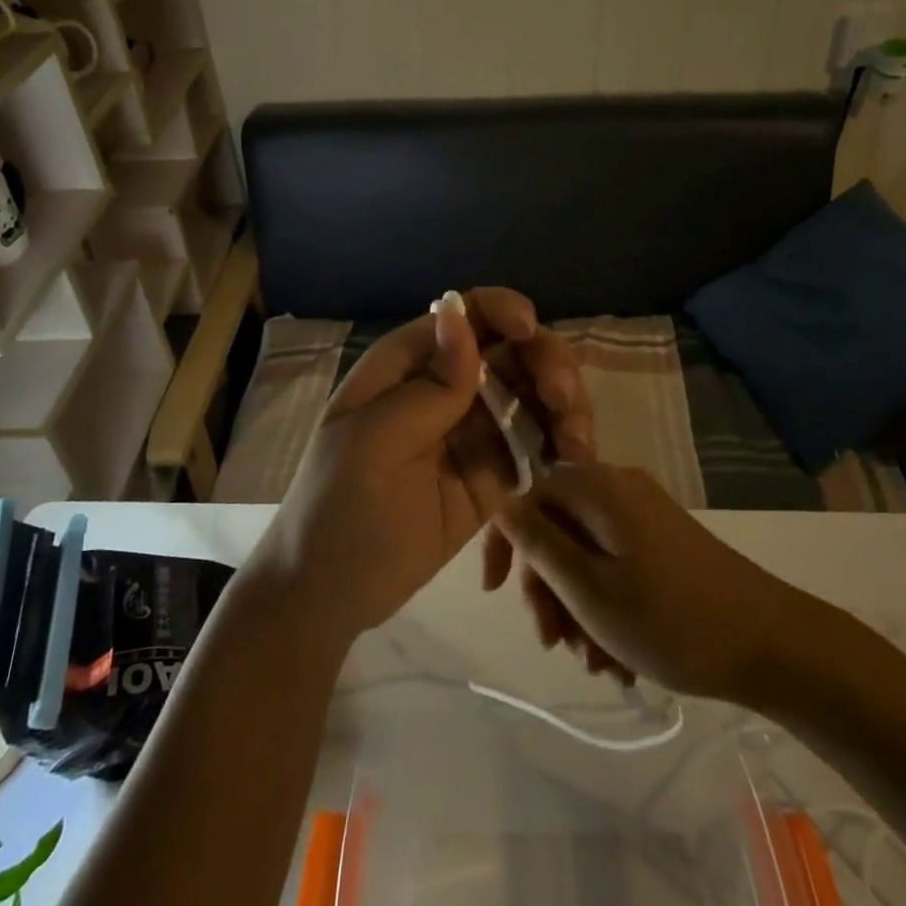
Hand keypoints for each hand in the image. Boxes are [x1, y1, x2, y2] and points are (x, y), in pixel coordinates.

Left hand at [248, 288, 591, 645]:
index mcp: (407, 366)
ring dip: (564, 406)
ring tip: (576, 443)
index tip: (530, 333)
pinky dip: (561, 445)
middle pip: (511, 352)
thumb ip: (429, 385)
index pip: (465, 316)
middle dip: (546, 364)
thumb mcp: (375, 442)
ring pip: (532, 396)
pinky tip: (575, 460)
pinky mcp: (493, 476)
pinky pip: (535, 446)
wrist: (328, 594)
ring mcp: (472, 432)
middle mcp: (445, 388)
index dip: (503, 311)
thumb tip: (459, 311)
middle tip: (562, 401)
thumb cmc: (337, 507)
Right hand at [492, 462, 790, 702]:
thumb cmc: (670, 619)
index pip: (528, 498)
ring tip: (595, 664)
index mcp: (599, 489)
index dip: (504, 543)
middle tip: (554, 643)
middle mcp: (621, 490)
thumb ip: (539, 544)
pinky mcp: (668, 543)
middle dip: (549, 590)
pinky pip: (618, 566)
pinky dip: (609, 606)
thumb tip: (503, 504)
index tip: (494, 594)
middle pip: (558, 529)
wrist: (774, 646)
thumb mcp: (589, 589)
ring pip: (587, 555)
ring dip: (578, 609)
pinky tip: (620, 659)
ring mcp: (648, 517)